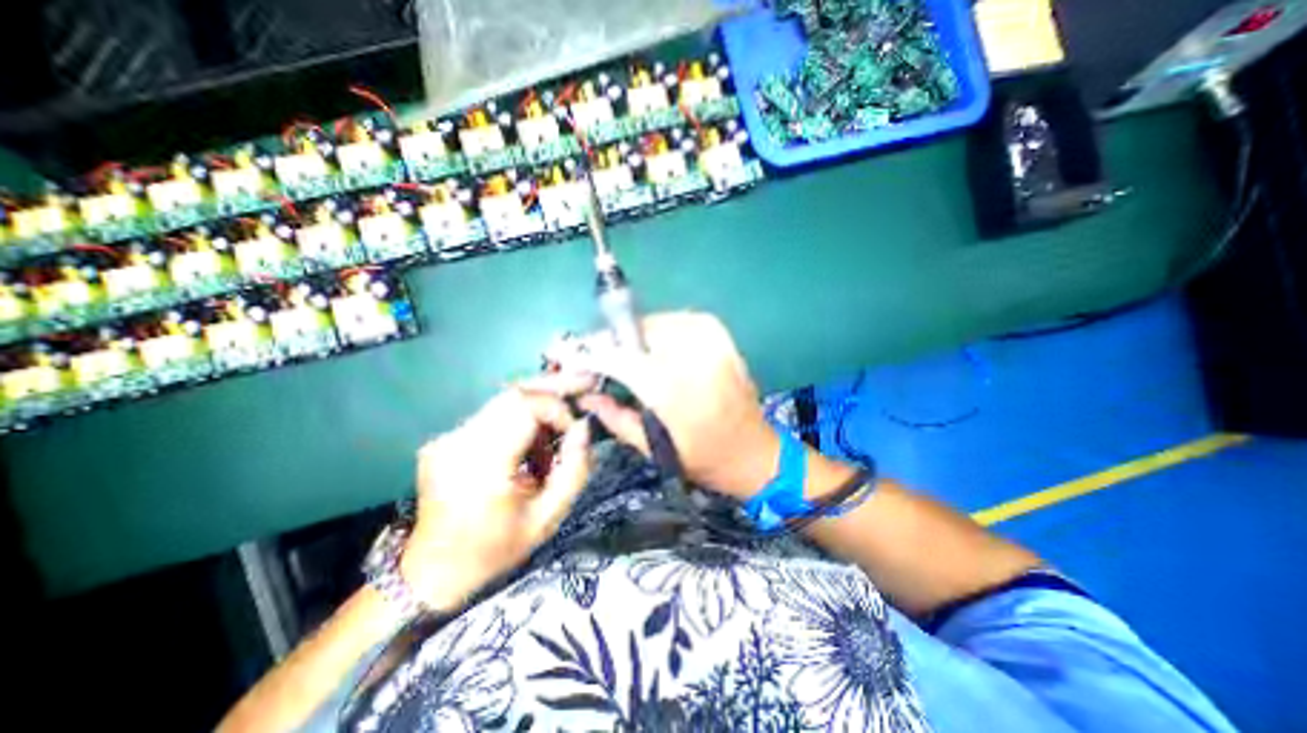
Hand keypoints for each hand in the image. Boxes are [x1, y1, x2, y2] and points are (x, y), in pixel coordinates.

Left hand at [400, 379, 595, 612]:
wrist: (432, 572)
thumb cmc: (495, 549)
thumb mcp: (548, 518)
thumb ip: (574, 469)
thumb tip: (583, 427)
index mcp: (481, 464)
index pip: (524, 406)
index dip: (556, 408)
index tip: (574, 429)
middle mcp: (459, 441)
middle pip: (513, 393)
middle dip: (553, 388)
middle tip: (583, 383)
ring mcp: (448, 437)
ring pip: (505, 400)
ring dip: (538, 407)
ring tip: (557, 433)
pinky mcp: (447, 438)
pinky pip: (493, 414)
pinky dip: (521, 419)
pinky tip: (531, 445)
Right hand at [555, 312, 779, 499]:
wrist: (755, 452)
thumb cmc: (703, 459)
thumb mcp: (653, 449)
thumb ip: (614, 417)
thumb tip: (586, 393)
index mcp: (673, 388)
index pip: (618, 357)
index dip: (589, 353)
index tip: (565, 353)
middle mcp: (692, 355)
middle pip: (634, 333)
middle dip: (611, 345)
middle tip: (597, 359)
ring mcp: (710, 340)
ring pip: (655, 323)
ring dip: (635, 339)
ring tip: (628, 359)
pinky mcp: (721, 335)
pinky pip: (678, 321)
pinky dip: (661, 333)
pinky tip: (657, 351)